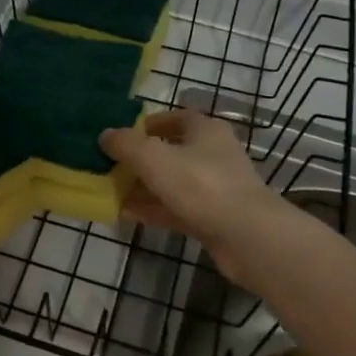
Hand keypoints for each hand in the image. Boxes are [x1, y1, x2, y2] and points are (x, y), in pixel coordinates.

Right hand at [99, 110, 286, 277]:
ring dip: (144, 186)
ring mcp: (215, 188)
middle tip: (112, 165)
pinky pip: (176, 209)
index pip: (176, 117)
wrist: (249, 237)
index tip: (123, 134)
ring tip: (112, 190)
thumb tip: (105, 134)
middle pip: (172, 151)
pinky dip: (154, 209)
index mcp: (206, 131)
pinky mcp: (213, 218)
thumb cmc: (202, 185)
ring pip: (173, 182)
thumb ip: (126, 144)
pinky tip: (127, 213)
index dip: (149, 123)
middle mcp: (213, 155)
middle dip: (141, 158)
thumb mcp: (154, 158)